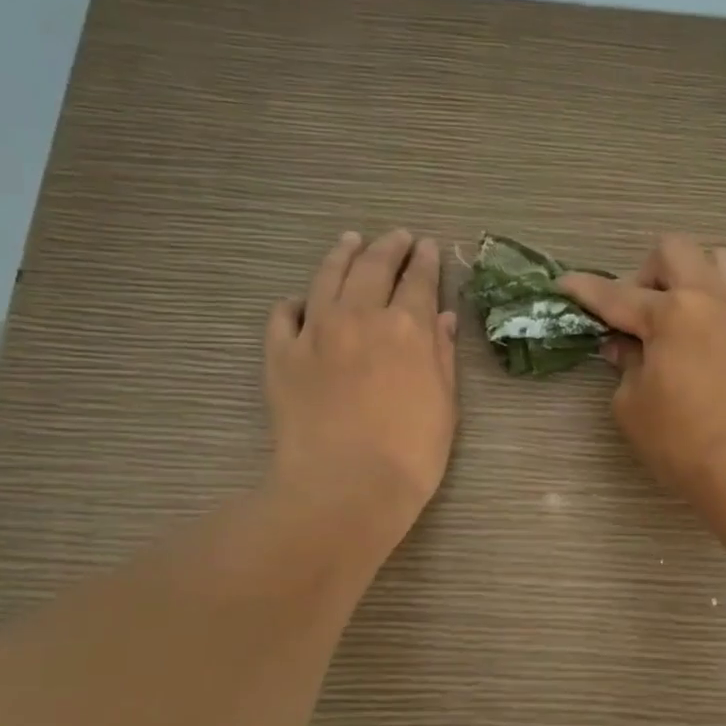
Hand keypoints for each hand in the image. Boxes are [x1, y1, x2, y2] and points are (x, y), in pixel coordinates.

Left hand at [266, 229, 458, 539]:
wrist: (345, 488)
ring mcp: (315, 332)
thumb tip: (441, 318)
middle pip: (373, 267)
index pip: (418, 281)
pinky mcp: (281, 355)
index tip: (426, 246)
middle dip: (387, 247)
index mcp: (407, 327)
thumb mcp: (444, 406)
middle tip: (396, 236)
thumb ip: (441, 356)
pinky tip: (302, 302)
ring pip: (327, 278)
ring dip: (342, 255)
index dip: (424, 262)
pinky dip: (295, 302)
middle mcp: (359, 316)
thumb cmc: (409, 455)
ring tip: (350, 241)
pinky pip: (284, 315)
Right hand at [560, 236, 725, 500]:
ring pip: (720, 260)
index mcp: (670, 313)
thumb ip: (624, 365)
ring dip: (693, 276)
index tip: (565, 284)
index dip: (585, 290)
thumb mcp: (631, 405)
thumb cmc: (680, 440)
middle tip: (638, 310)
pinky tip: (717, 338)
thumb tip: (622, 346)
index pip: (615, 294)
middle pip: (674, 250)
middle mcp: (711, 298)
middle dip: (646, 271)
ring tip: (682, 313)